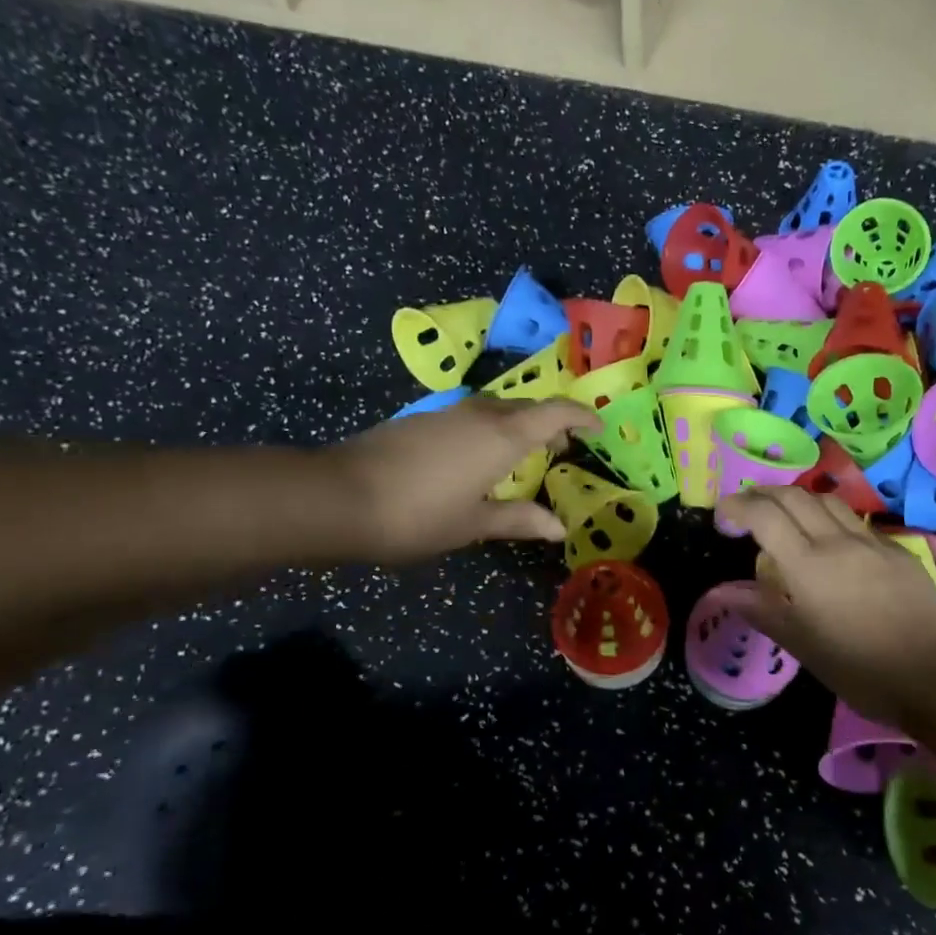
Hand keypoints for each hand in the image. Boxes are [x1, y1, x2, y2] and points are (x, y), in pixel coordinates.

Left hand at [329, 395, 599, 562]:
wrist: (337, 497)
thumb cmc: (417, 515)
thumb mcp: (473, 524)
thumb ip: (519, 520)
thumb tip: (559, 527)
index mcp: (503, 436)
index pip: (556, 412)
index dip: (582, 416)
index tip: (598, 430)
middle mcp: (480, 413)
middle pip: (527, 407)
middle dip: (550, 424)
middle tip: (561, 451)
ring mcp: (447, 412)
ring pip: (496, 409)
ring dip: (517, 426)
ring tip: (522, 457)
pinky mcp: (421, 419)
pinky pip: (470, 416)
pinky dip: (489, 430)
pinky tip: (477, 459)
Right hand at [717, 485, 935, 731]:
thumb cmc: (859, 668)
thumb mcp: (801, 644)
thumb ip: (760, 608)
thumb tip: (719, 591)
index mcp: (808, 564)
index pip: (764, 515)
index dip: (738, 506)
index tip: (722, 515)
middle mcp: (838, 541)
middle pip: (794, 496)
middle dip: (764, 494)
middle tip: (746, 508)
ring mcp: (872, 542)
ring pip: (828, 501)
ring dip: (798, 499)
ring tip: (784, 515)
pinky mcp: (898, 551)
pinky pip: (856, 521)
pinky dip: (831, 518)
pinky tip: (831, 540)